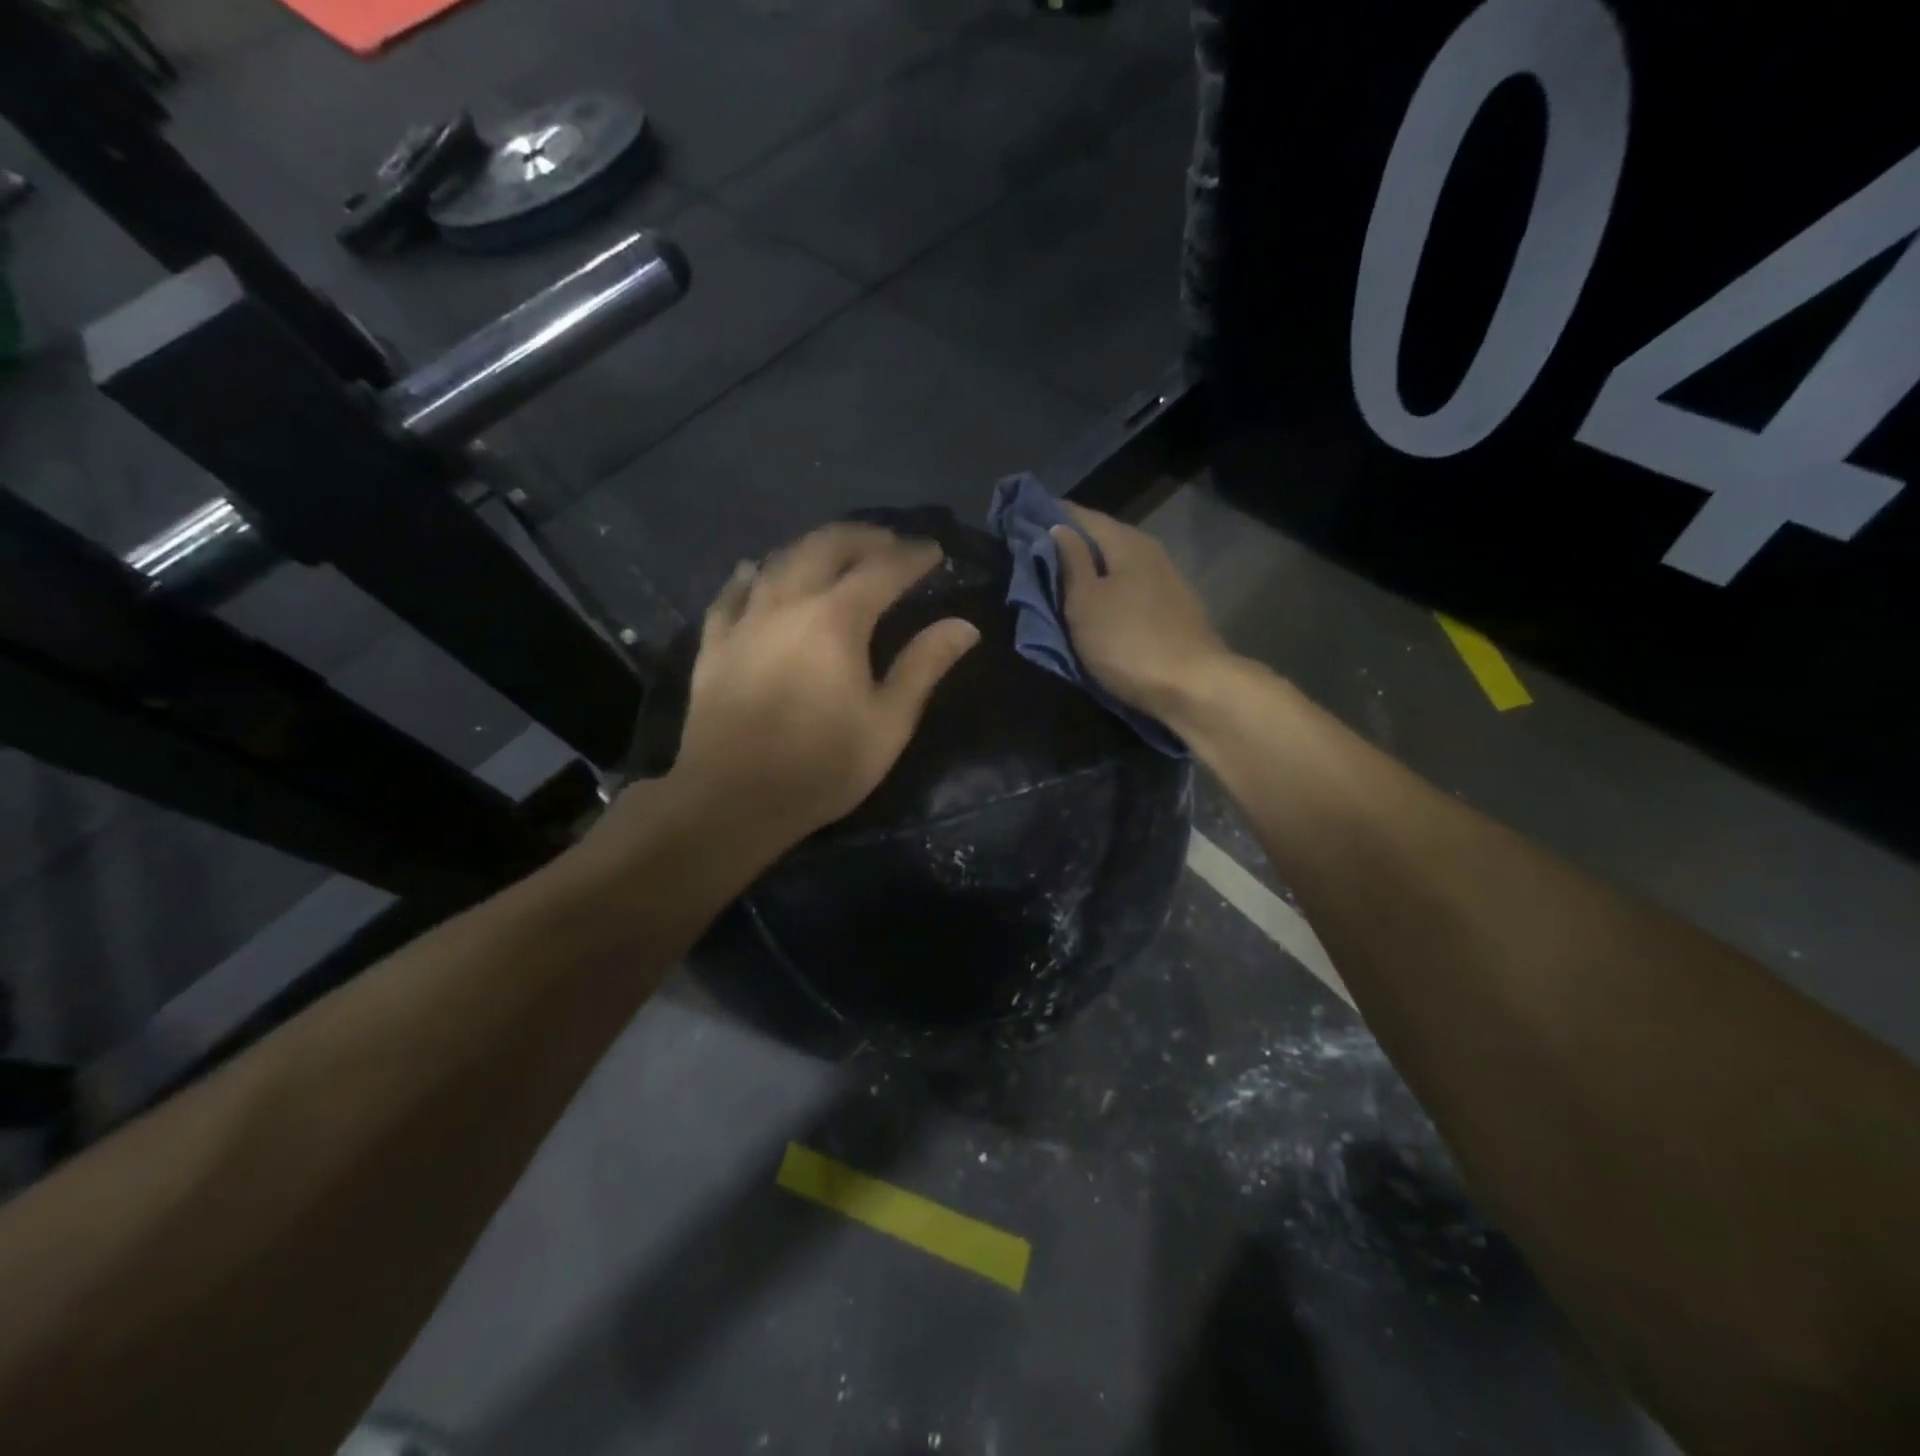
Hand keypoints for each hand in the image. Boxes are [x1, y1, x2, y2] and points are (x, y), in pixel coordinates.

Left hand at [665, 523, 979, 850]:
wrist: (732, 800)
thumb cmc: (822, 766)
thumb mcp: (888, 723)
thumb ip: (924, 666)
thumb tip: (964, 626)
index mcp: (836, 620)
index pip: (882, 570)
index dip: (912, 556)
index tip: (934, 550)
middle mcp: (788, 604)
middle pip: (825, 547)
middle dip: (862, 536)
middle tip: (888, 541)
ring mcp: (745, 621)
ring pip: (778, 560)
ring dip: (812, 547)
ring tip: (834, 551)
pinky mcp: (714, 645)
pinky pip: (731, 594)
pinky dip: (751, 575)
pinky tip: (757, 570)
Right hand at [1050, 504, 1232, 725]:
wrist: (1192, 687)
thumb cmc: (1127, 642)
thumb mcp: (1085, 602)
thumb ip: (1071, 562)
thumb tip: (1059, 528)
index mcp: (1126, 543)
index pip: (1082, 516)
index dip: (1051, 516)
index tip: (1021, 521)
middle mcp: (1150, 552)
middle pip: (1103, 539)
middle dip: (1069, 544)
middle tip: (1033, 554)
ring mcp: (1166, 581)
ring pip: (1117, 565)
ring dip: (1089, 569)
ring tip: (1059, 580)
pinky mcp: (1172, 610)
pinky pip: (1129, 588)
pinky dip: (1107, 589)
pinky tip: (1094, 603)